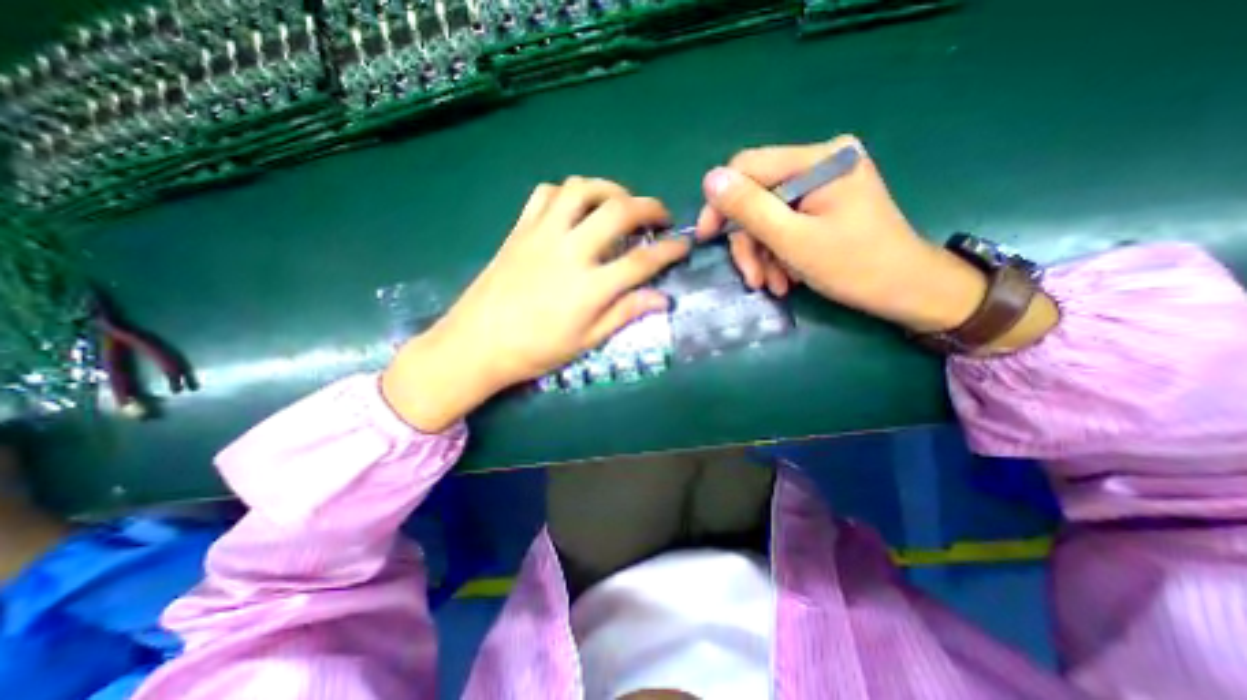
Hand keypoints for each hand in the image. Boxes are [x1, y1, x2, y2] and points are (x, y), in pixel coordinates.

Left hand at [383, 178, 684, 430]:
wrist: (477, 343)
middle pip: (618, 212)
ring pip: (581, 189)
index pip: (641, 261)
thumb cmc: (535, 350)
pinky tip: (577, 208)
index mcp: (589, 287)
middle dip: (649, 207)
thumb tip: (661, 298)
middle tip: (660, 216)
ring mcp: (542, 234)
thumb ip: (624, 313)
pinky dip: (568, 193)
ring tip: (620, 203)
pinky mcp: (520, 229)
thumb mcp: (587, 341)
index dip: (669, 250)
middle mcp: (570, 251)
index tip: (682, 246)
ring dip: (609, 189)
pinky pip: (546, 194)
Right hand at [696, 135, 990, 334]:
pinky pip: (784, 225)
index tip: (708, 238)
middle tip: (753, 278)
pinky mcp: (824, 204)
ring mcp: (823, 184)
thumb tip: (710, 179)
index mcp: (819, 159)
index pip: (748, 168)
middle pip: (758, 197)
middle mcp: (821, 162)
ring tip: (771, 285)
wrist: (906, 290)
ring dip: (763, 255)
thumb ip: (750, 209)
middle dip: (750, 242)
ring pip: (767, 217)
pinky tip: (784, 278)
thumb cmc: (855, 266)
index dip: (721, 203)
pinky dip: (778, 254)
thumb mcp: (793, 240)